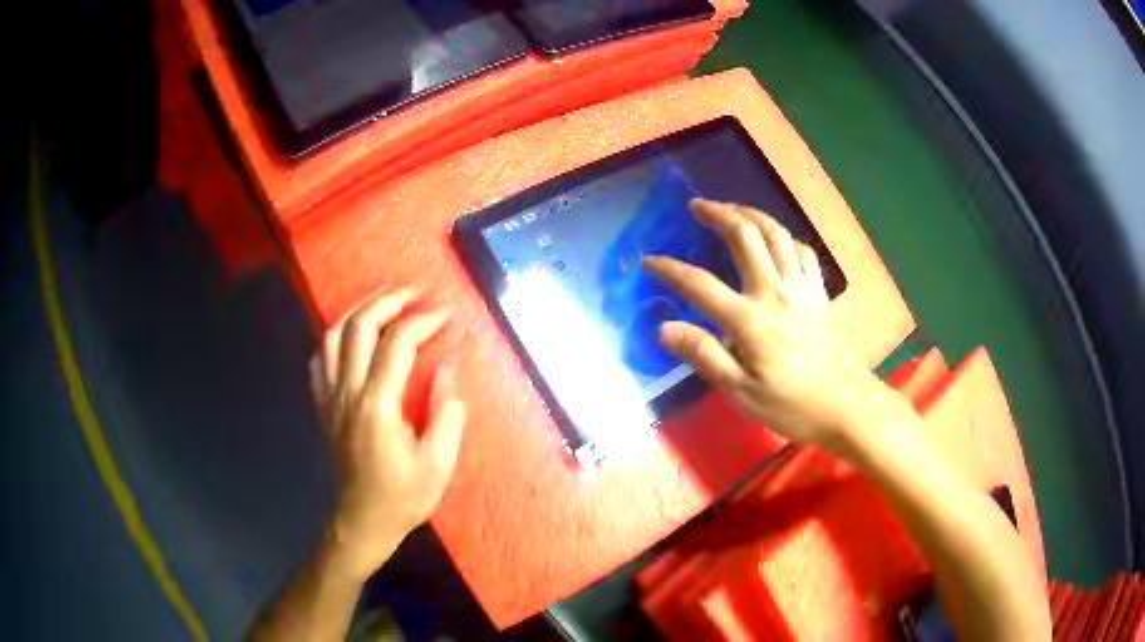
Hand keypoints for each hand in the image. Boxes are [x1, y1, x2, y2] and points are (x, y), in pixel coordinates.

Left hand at [311, 289, 464, 580]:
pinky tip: (352, 335)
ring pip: (333, 334)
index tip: (448, 313)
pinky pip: (320, 357)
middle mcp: (347, 391)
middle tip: (416, 291)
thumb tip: (446, 366)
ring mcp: (329, 396)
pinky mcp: (323, 404)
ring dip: (359, 309)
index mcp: (377, 405)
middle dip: (389, 299)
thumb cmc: (403, 497)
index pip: (398, 343)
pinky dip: (336, 336)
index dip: (424, 320)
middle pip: (359, 325)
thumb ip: (446, 411)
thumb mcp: (438, 463)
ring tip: (384, 299)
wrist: (361, 521)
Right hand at [643, 199, 870, 447]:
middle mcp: (775, 293)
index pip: (700, 284)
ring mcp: (802, 288)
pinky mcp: (820, 292)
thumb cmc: (791, 405)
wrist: (845, 406)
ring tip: (731, 209)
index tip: (650, 261)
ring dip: (750, 214)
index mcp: (750, 320)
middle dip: (718, 214)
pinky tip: (775, 239)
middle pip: (745, 237)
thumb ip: (704, 356)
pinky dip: (784, 237)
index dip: (670, 269)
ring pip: (776, 233)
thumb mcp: (740, 393)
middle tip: (696, 206)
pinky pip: (802, 250)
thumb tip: (664, 328)